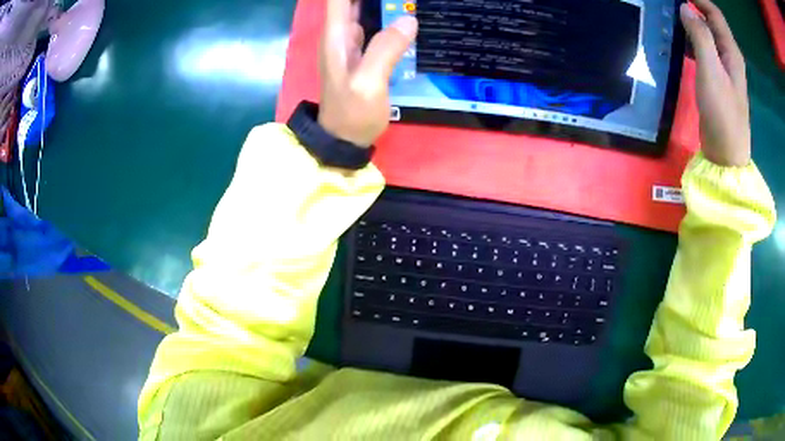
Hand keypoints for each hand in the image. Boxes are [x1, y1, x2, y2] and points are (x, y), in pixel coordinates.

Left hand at [318, 0, 417, 146]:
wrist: (344, 139)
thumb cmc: (351, 113)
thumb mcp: (368, 83)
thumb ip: (385, 50)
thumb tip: (408, 20)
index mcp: (336, 35)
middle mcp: (341, 32)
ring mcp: (352, 41)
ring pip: (366, 7)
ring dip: (383, 1)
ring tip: (408, 1)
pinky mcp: (364, 51)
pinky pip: (376, 23)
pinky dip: (389, 14)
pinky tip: (406, 12)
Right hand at [680, 0, 750, 166]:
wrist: (727, 155)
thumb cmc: (722, 115)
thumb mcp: (711, 73)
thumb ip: (700, 37)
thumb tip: (685, 9)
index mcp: (731, 52)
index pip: (714, 13)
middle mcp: (729, 55)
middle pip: (712, 21)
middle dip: (693, 6)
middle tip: (672, 4)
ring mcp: (724, 67)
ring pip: (708, 33)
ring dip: (692, 22)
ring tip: (672, 17)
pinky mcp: (717, 78)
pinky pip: (705, 48)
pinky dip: (692, 39)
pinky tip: (681, 41)